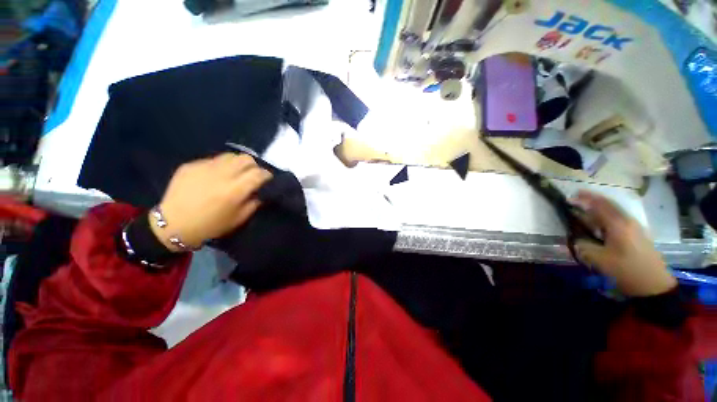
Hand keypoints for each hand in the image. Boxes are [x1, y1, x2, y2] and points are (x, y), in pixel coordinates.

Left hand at [150, 153, 271, 250]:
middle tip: (252, 175)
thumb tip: (261, 191)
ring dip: (238, 163)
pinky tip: (214, 177)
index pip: (259, 173)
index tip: (267, 180)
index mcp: (235, 190)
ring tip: (234, 173)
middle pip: (246, 159)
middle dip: (254, 166)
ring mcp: (204, 167)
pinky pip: (213, 160)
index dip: (267, 175)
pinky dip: (220, 167)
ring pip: (230, 156)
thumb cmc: (210, 225)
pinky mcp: (191, 165)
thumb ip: (254, 202)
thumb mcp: (239, 218)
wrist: (173, 224)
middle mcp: (222, 174)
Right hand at [571, 191, 676, 296]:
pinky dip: (606, 216)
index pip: (599, 204)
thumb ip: (584, 246)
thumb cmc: (626, 270)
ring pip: (614, 211)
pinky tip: (599, 223)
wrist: (653, 284)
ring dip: (599, 208)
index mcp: (618, 224)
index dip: (584, 198)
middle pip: (609, 204)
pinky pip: (618, 219)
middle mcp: (627, 221)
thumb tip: (576, 239)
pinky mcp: (637, 234)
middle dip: (592, 199)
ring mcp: (634, 227)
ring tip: (585, 210)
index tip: (569, 197)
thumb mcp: (599, 260)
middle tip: (576, 199)